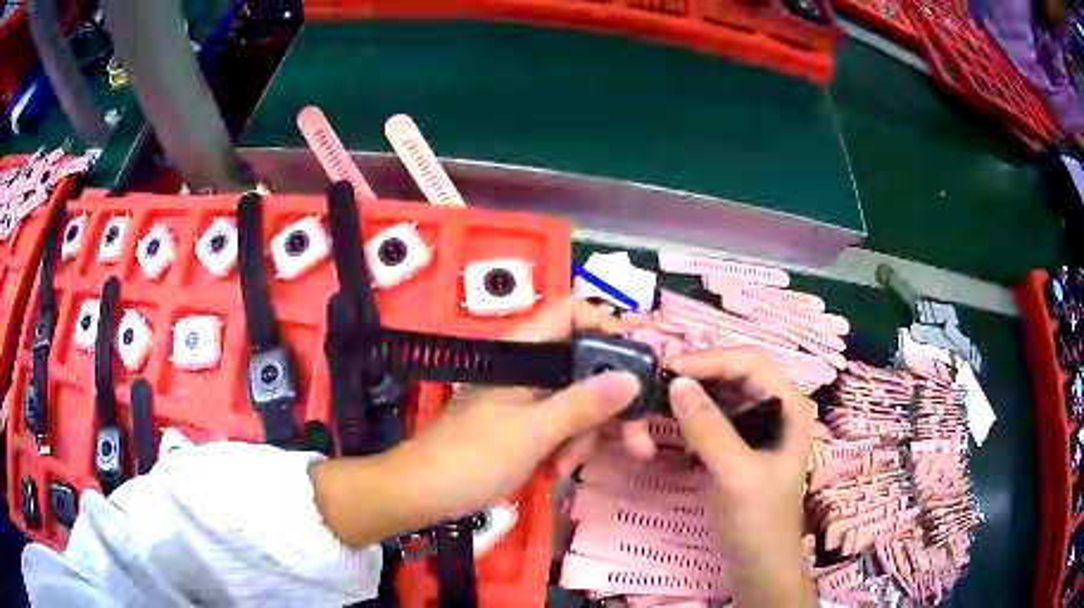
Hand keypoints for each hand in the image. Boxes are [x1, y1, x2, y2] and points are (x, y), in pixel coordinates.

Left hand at [388, 297, 655, 521]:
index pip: (571, 313)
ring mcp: (525, 398)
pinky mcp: (522, 424)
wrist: (422, 492)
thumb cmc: (474, 457)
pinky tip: (556, 473)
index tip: (637, 362)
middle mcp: (528, 368)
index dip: (607, 327)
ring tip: (568, 469)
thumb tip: (633, 379)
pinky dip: (566, 447)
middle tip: (637, 442)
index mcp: (525, 352)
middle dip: (610, 405)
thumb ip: (584, 403)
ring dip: (585, 436)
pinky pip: (560, 425)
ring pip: (577, 401)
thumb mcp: (535, 431)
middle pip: (585, 365)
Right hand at [667, 348, 815, 605]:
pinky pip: (714, 416)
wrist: (759, 565)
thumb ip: (709, 429)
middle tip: (656, 381)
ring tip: (658, 395)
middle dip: (698, 373)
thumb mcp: (736, 475)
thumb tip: (676, 383)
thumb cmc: (758, 521)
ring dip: (692, 392)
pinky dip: (692, 413)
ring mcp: (757, 426)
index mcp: (789, 405)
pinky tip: (672, 417)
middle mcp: (775, 407)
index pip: (749, 362)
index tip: (667, 369)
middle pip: (734, 373)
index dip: (709, 360)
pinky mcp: (739, 445)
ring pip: (722, 393)